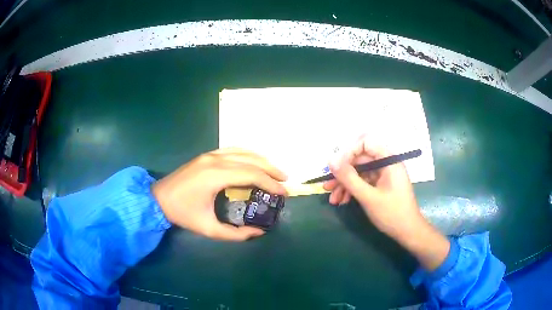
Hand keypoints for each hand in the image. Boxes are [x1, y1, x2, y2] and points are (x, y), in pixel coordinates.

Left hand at [152, 148, 287, 240]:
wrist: (157, 198)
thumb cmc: (182, 213)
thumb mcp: (208, 228)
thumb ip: (235, 234)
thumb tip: (258, 232)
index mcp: (215, 175)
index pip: (251, 174)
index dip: (270, 183)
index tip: (283, 193)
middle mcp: (215, 159)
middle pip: (251, 160)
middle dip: (271, 170)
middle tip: (285, 181)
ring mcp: (210, 154)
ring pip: (243, 151)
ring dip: (261, 160)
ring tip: (274, 171)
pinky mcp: (206, 155)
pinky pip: (233, 150)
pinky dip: (248, 155)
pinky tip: (254, 162)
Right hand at [323, 138, 449, 269]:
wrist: (408, 232)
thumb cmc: (392, 213)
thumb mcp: (368, 196)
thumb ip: (349, 178)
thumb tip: (330, 160)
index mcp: (388, 160)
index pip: (365, 143)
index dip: (348, 152)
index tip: (336, 168)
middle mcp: (386, 163)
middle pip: (360, 160)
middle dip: (343, 174)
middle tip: (328, 187)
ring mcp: (384, 175)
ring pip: (360, 172)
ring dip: (345, 184)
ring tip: (333, 199)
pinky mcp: (381, 185)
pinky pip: (364, 182)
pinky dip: (353, 190)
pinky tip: (343, 201)